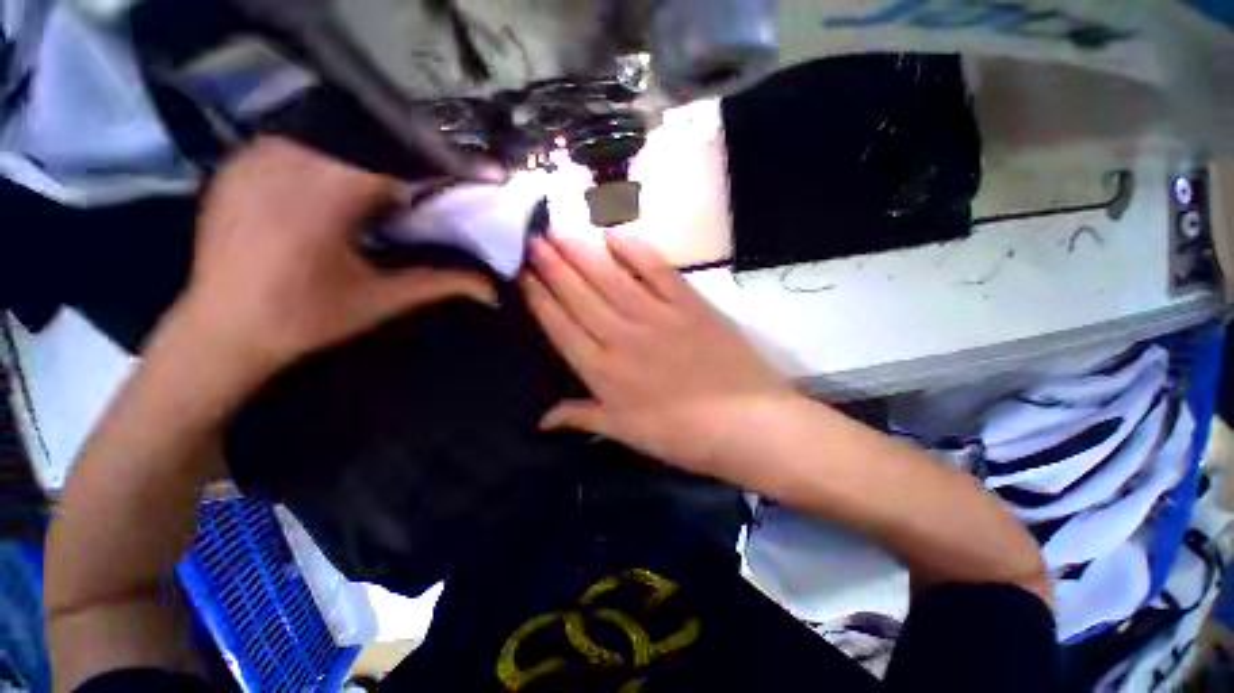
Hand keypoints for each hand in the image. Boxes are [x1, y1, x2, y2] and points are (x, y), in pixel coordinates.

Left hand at [176, 137, 494, 383]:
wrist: (222, 331)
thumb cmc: (307, 318)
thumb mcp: (383, 299)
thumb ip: (442, 283)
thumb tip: (492, 290)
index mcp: (327, 193)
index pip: (399, 163)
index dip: (436, 174)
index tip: (459, 189)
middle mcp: (289, 159)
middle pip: (367, 146)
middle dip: (399, 172)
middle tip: (414, 204)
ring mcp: (256, 156)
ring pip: (332, 140)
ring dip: (362, 165)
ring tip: (372, 203)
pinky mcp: (237, 163)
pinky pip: (296, 145)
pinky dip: (325, 162)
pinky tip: (330, 195)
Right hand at [522, 232, 794, 478]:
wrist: (746, 423)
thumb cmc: (681, 435)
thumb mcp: (626, 433)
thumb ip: (582, 417)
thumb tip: (541, 420)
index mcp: (603, 371)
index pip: (561, 327)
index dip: (540, 299)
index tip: (524, 275)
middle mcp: (622, 336)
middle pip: (580, 295)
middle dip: (553, 267)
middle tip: (534, 240)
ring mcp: (657, 316)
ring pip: (610, 278)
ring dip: (582, 254)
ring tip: (559, 232)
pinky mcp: (688, 304)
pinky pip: (656, 271)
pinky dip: (635, 251)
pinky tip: (614, 234)